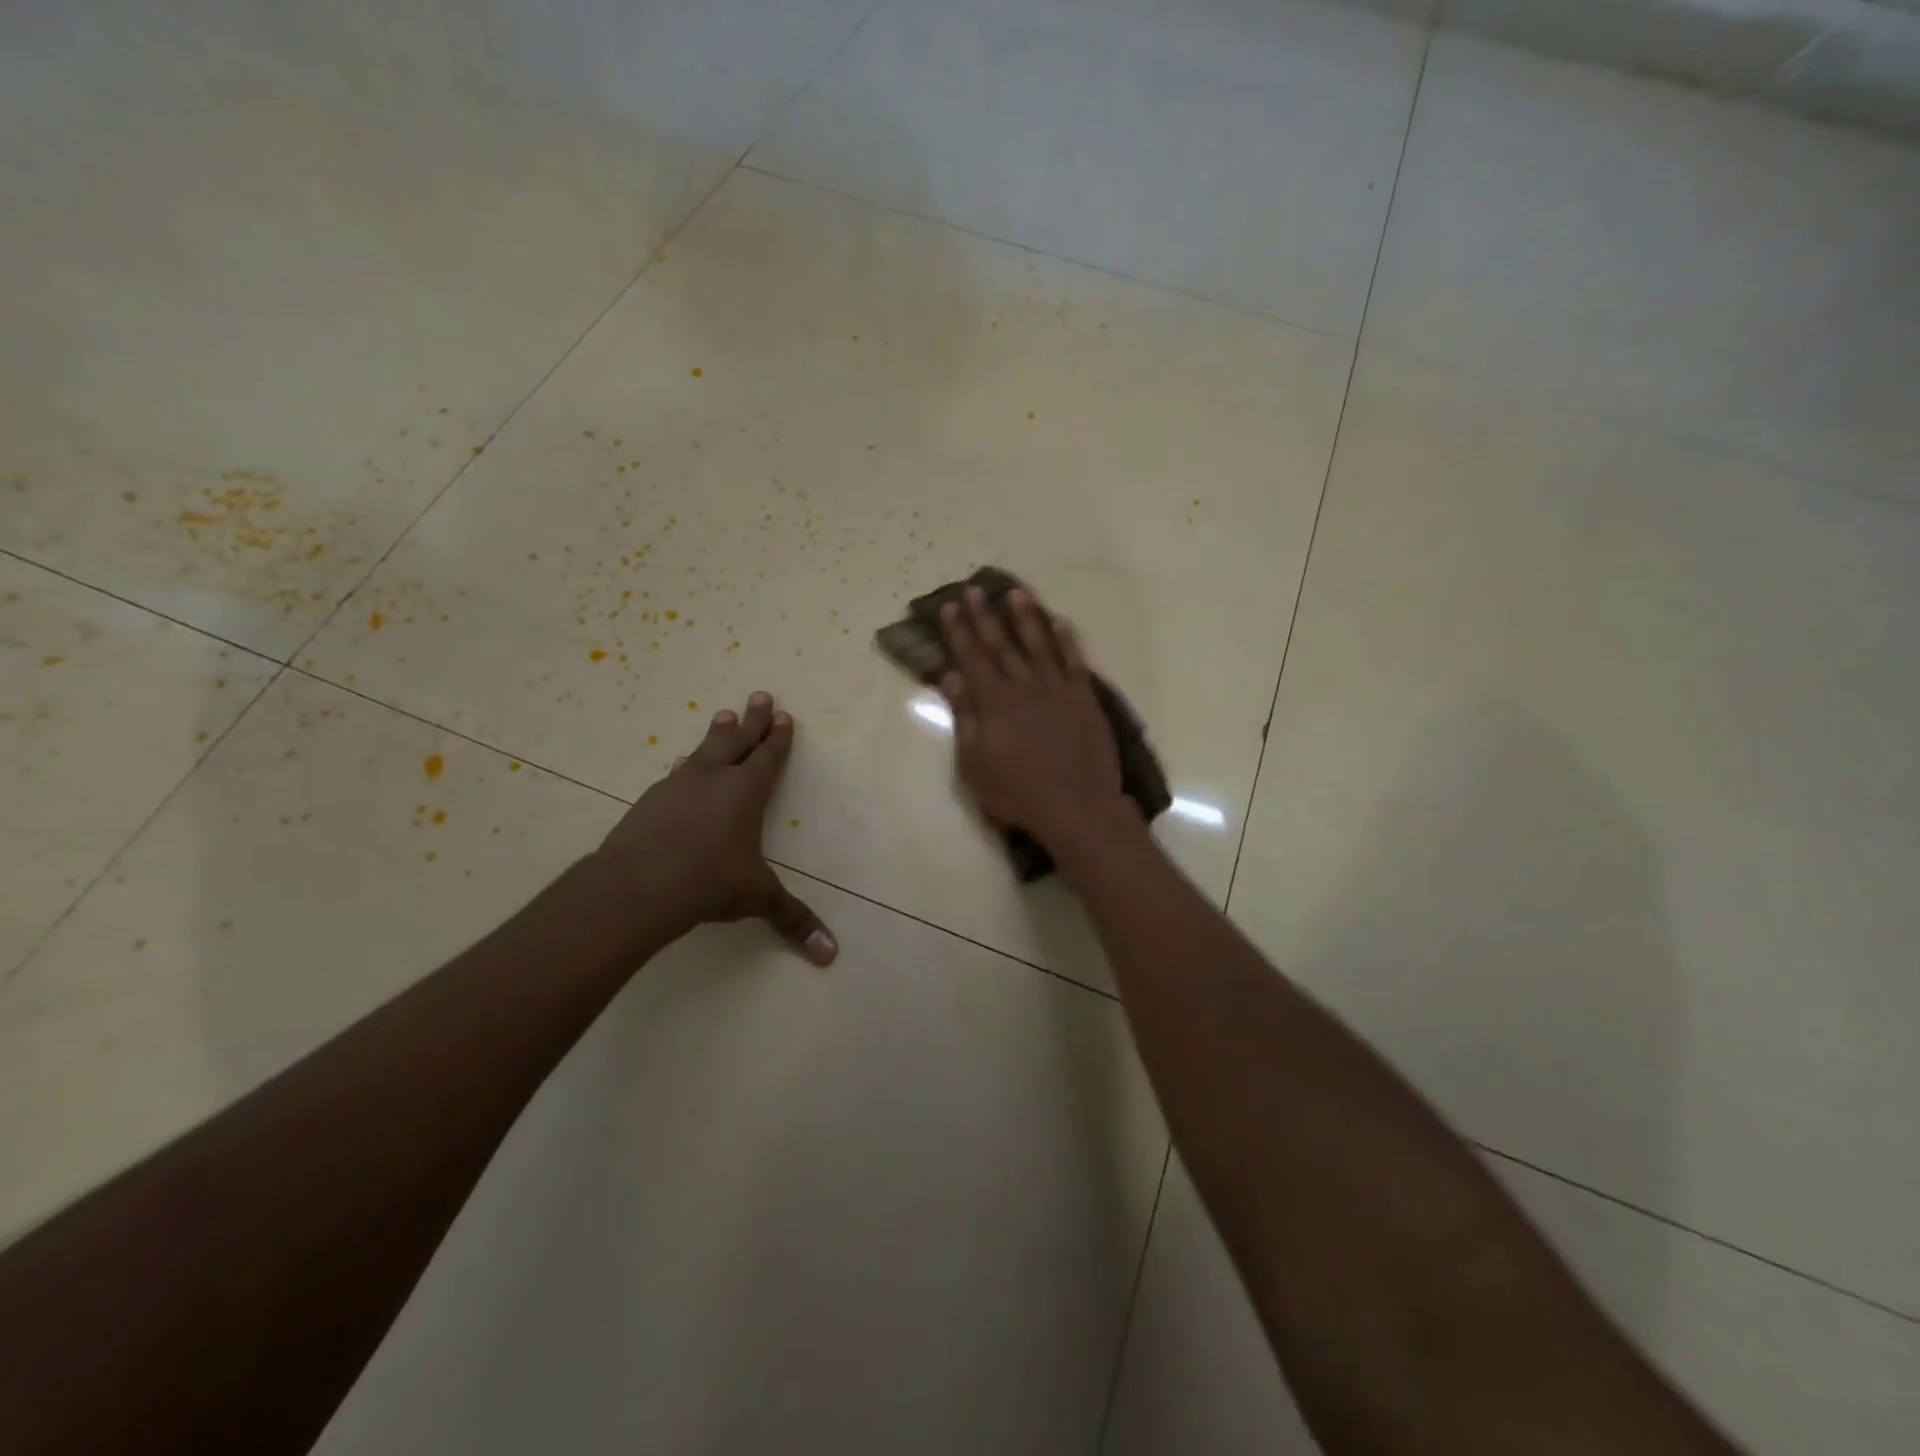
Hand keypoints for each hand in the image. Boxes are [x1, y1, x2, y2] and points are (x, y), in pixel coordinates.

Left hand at [598, 692, 836, 964]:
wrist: (637, 886)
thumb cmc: (708, 882)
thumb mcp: (756, 899)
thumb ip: (792, 920)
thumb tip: (830, 955)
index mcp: (745, 792)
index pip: (768, 757)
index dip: (778, 737)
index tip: (783, 716)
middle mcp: (713, 780)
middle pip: (736, 740)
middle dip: (751, 720)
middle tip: (759, 695)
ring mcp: (677, 787)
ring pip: (703, 752)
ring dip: (716, 735)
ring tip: (721, 716)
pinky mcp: (649, 802)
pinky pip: (675, 775)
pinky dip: (685, 767)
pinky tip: (679, 767)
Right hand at [940, 587, 1124, 846]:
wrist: (1076, 807)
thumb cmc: (1016, 793)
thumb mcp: (974, 763)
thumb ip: (965, 717)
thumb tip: (952, 677)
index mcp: (994, 702)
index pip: (971, 658)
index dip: (958, 632)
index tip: (948, 607)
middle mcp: (1025, 686)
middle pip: (1001, 644)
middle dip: (985, 616)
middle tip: (974, 590)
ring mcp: (1057, 690)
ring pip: (1039, 644)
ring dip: (1026, 617)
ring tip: (1016, 593)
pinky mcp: (1084, 699)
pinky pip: (1074, 661)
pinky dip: (1067, 640)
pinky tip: (1061, 622)